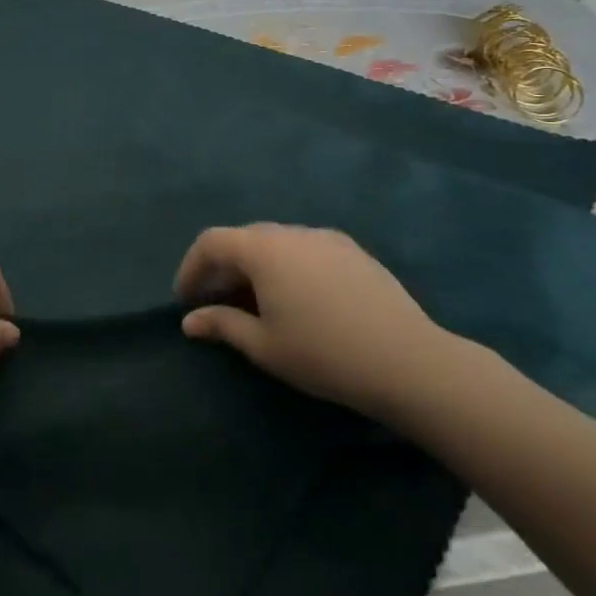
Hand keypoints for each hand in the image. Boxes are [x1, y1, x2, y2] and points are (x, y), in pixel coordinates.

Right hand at [176, 224, 459, 423]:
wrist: (410, 362)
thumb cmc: (324, 354)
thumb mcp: (264, 345)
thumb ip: (222, 325)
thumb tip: (190, 321)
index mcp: (263, 249)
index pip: (211, 243)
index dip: (191, 268)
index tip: (185, 299)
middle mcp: (292, 233)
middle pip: (243, 239)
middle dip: (223, 268)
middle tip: (216, 302)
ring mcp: (327, 239)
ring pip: (277, 243)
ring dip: (256, 266)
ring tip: (256, 302)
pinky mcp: (355, 252)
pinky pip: (306, 250)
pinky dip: (287, 266)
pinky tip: (298, 299)